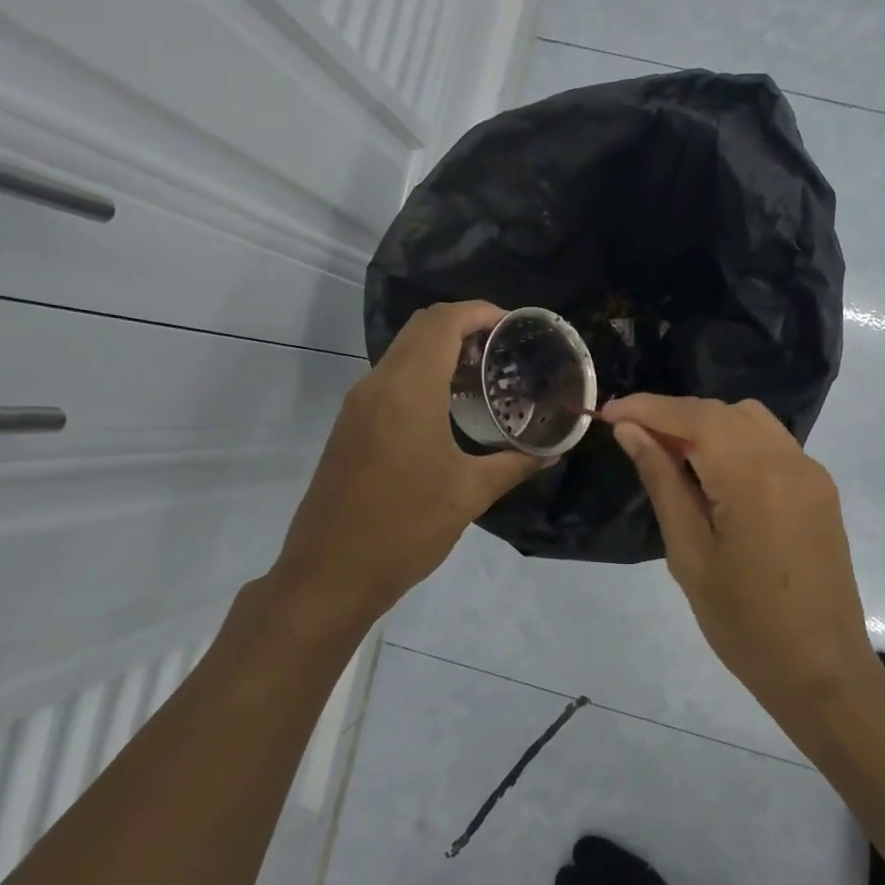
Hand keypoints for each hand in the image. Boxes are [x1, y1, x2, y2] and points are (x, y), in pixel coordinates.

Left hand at [271, 302, 545, 618]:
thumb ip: (515, 464)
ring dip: (441, 350)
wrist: (331, 573)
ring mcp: (358, 406)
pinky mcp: (350, 427)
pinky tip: (450, 408)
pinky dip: (423, 375)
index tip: (513, 325)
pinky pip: (391, 380)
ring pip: (402, 353)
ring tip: (484, 375)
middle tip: (504, 348)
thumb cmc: (406, 527)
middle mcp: (377, 385)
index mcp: (408, 391)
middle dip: (463, 325)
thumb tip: (553, 452)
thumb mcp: (470, 494)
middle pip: (420, 329)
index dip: (478, 312)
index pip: (441, 322)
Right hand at [601, 395, 880, 712]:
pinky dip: (735, 444)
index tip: (607, 414)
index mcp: (753, 475)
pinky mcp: (820, 489)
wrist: (821, 669)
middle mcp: (788, 458)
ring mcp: (811, 472)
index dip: (647, 408)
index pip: (693, 417)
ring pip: (750, 421)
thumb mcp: (689, 554)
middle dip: (674, 416)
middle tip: (633, 440)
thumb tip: (632, 432)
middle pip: (722, 412)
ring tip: (671, 458)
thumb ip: (662, 482)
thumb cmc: (743, 622)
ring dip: (706, 427)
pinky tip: (713, 476)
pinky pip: (772, 445)